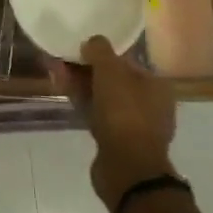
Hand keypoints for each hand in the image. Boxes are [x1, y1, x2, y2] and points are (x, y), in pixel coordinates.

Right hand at [47, 37, 176, 212]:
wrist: (127, 169)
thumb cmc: (124, 113)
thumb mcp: (111, 71)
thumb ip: (100, 50)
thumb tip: (92, 42)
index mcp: (156, 85)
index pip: (126, 61)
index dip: (101, 53)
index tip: (79, 48)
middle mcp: (149, 104)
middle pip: (112, 79)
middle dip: (86, 68)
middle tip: (62, 60)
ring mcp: (133, 125)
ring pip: (102, 97)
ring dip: (81, 84)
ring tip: (56, 73)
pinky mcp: (117, 141)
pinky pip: (97, 114)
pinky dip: (82, 102)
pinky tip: (64, 93)